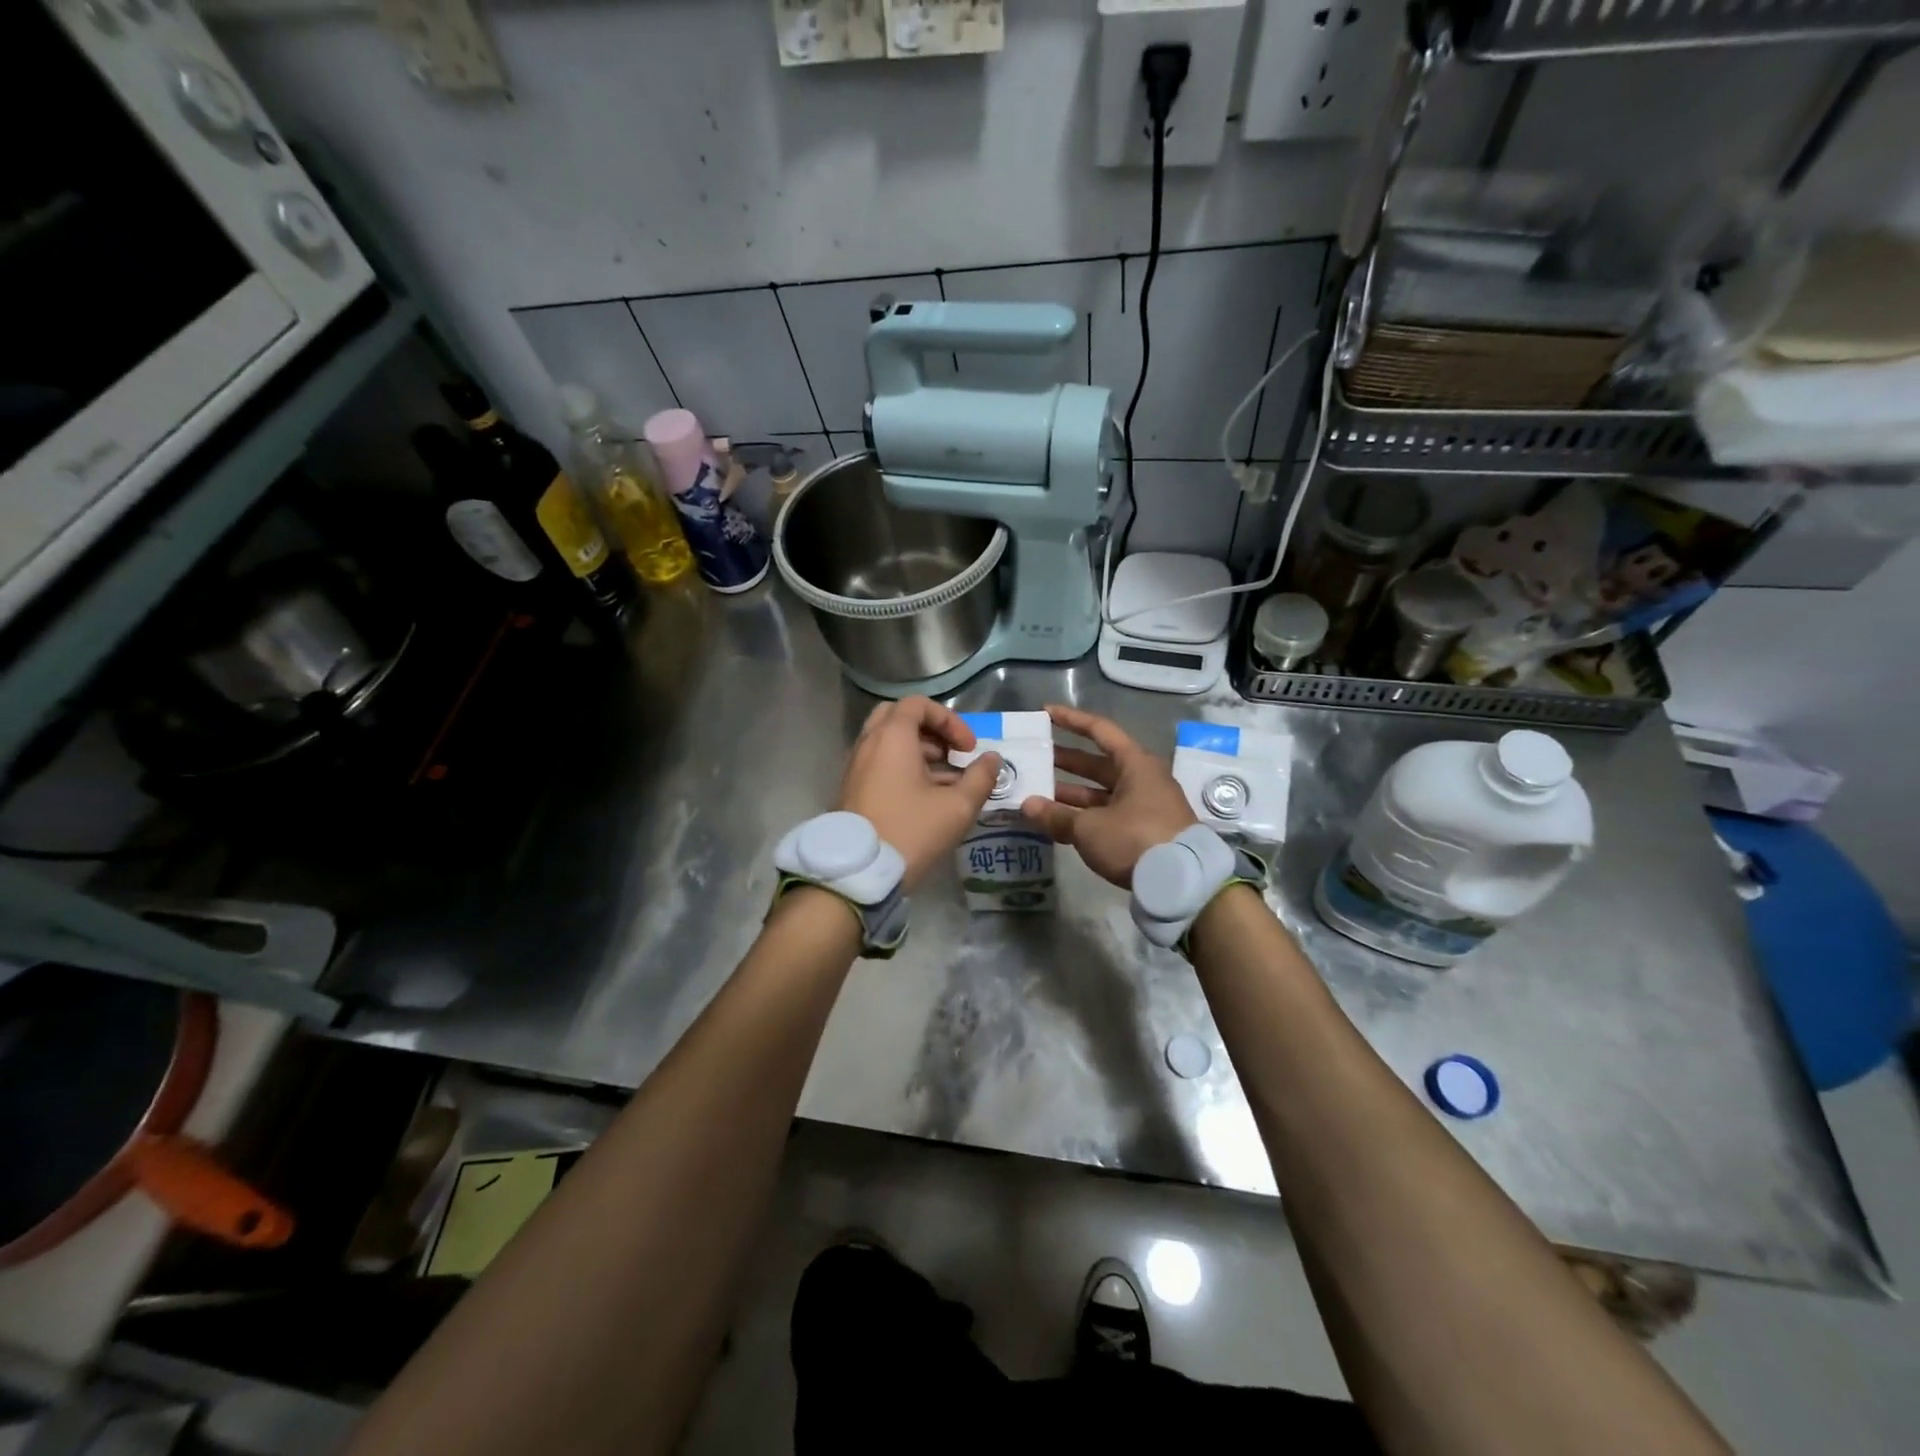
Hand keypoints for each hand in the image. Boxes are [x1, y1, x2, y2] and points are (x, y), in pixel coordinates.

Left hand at [838, 697, 1000, 890]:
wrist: (858, 872)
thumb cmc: (910, 831)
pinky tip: (926, 798)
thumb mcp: (956, 807)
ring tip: (946, 781)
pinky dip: (903, 768)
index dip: (950, 720)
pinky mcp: (852, 789)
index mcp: (891, 737)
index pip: (918, 704)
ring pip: (888, 742)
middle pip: (899, 717)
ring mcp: (856, 766)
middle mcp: (868, 743)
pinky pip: (879, 763)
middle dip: (931, 731)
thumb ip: (980, 778)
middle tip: (951, 753)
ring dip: (919, 752)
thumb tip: (992, 759)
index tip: (968, 748)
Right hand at [1021, 704, 1195, 888]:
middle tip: (1035, 758)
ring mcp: (1146, 806)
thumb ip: (1056, 815)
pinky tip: (1060, 822)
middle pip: (1098, 763)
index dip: (1071, 720)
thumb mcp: (1089, 827)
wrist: (1183, 882)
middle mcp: (1143, 779)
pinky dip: (1085, 815)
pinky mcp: (1145, 831)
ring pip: (1102, 792)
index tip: (1045, 712)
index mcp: (1135, 764)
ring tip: (1038, 794)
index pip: (1099, 730)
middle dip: (1066, 761)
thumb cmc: (1135, 839)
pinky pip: (1108, 814)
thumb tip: (1027, 805)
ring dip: (1071, 793)